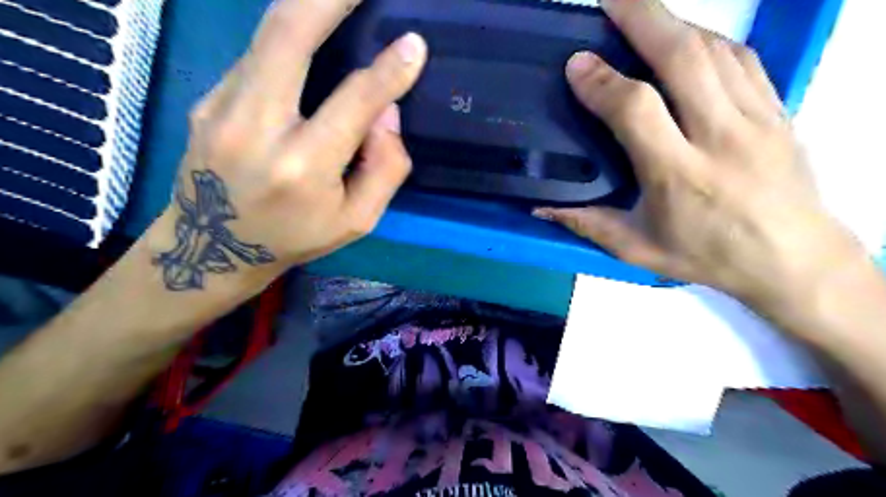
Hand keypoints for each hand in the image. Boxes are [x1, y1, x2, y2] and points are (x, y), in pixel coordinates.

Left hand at [152, 1, 428, 290]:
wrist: (211, 249)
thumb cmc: (295, 238)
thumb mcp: (357, 221)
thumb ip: (385, 169)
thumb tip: (388, 111)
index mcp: (303, 168)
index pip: (354, 101)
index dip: (389, 71)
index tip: (414, 44)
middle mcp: (256, 127)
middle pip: (289, 34)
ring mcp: (221, 106)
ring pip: (268, 34)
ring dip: (308, 7)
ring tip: (340, 1)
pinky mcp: (207, 98)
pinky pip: (258, 55)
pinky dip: (289, 38)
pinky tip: (309, 40)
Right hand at [532, 1, 866, 308]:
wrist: (793, 260)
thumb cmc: (708, 256)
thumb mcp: (637, 249)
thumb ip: (587, 224)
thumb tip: (540, 209)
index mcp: (678, 174)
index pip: (637, 109)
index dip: (602, 81)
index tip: (576, 63)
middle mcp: (718, 136)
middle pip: (682, 58)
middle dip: (642, 19)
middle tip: (610, 0)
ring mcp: (755, 118)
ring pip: (713, 50)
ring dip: (673, 23)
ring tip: (641, 13)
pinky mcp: (777, 110)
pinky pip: (742, 59)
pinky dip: (708, 40)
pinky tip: (687, 37)